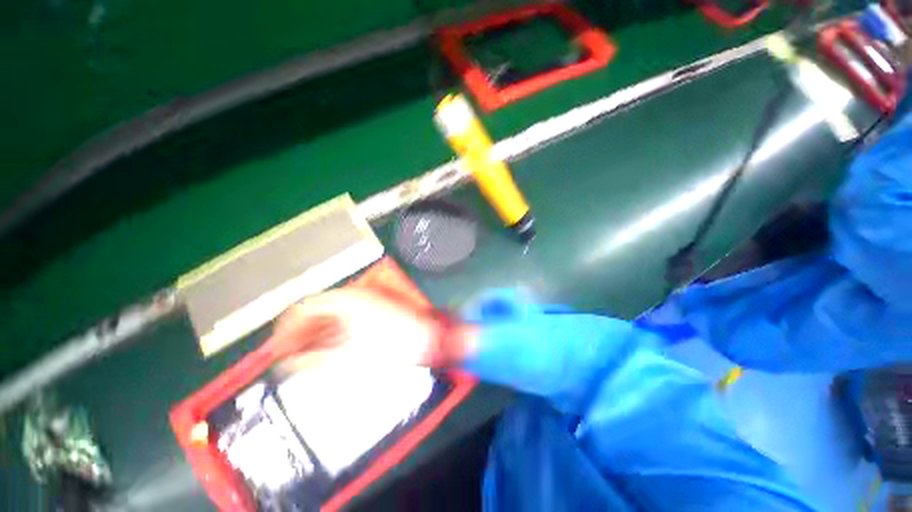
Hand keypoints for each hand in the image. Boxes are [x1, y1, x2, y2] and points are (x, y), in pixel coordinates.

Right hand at [269, 289, 472, 372]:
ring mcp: (366, 303)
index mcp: (346, 300)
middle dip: (300, 333)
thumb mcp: (350, 356)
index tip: (275, 348)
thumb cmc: (394, 345)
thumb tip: (289, 363)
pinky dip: (332, 335)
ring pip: (331, 317)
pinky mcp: (374, 312)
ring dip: (315, 335)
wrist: (429, 339)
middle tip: (286, 356)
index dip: (286, 328)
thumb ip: (315, 359)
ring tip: (301, 358)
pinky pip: (345, 322)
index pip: (304, 308)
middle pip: (317, 312)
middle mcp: (354, 296)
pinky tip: (325, 352)